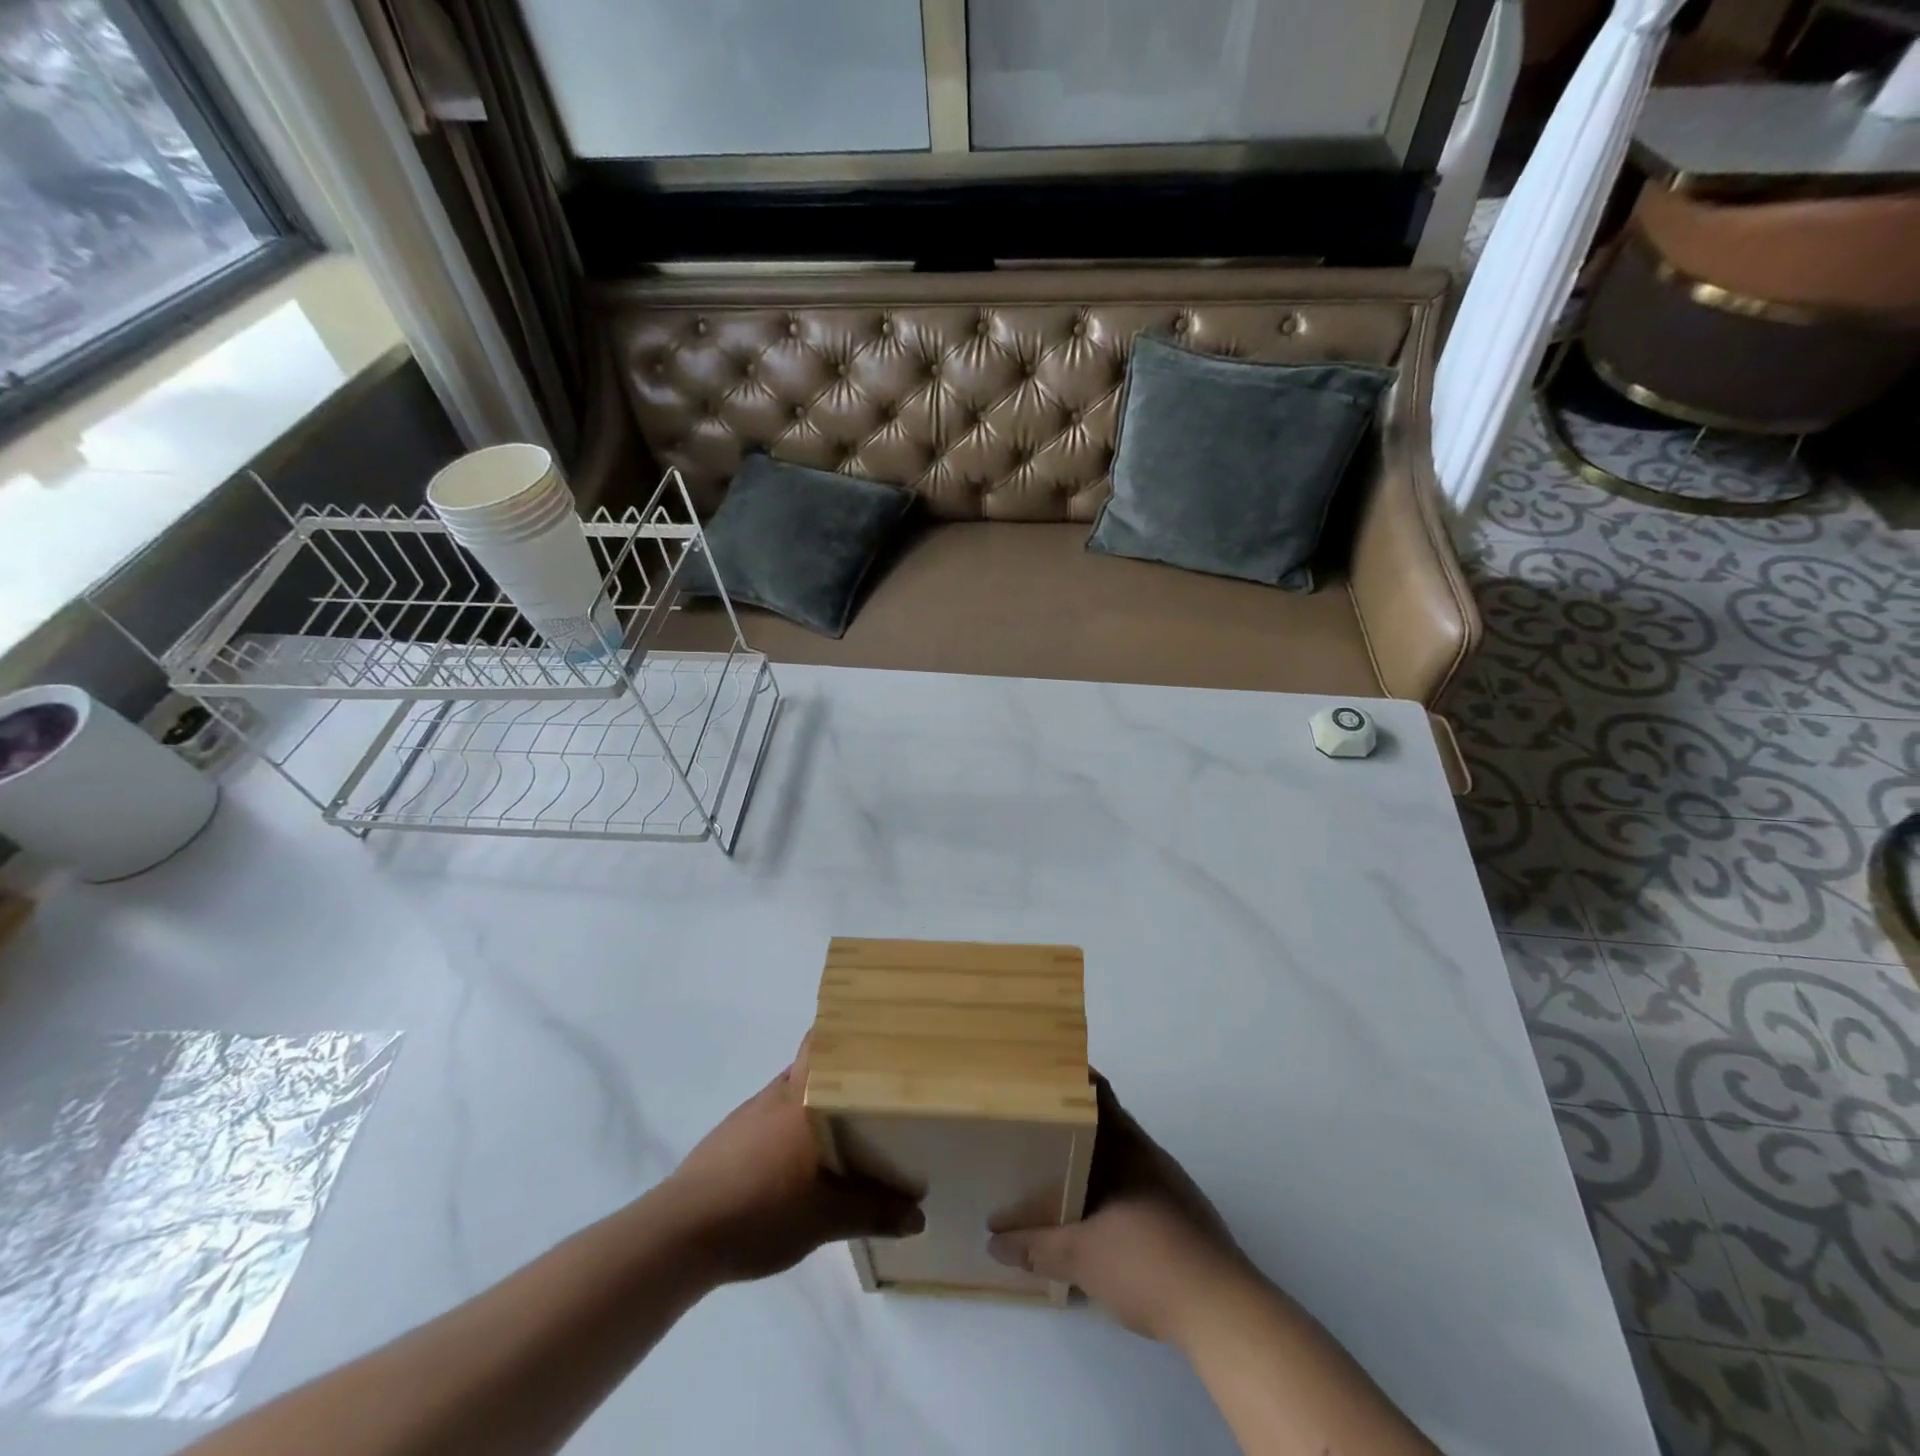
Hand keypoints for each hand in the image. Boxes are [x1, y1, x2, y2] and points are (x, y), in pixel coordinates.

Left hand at [662, 1039, 922, 1283]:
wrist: (680, 1235)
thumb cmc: (760, 1211)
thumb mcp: (825, 1219)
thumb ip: (873, 1212)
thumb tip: (919, 1216)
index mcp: (803, 1098)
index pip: (825, 1042)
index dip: (849, 1032)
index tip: (878, 1033)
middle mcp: (778, 1093)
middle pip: (812, 1065)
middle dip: (841, 1071)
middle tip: (875, 1086)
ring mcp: (749, 1113)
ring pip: (791, 1092)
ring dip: (815, 1101)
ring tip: (846, 1124)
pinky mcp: (729, 1137)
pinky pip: (770, 1116)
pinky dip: (790, 1126)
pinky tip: (799, 1159)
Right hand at [987, 1076, 1256, 1344]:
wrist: (1223, 1312)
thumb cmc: (1147, 1264)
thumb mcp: (1080, 1258)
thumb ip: (1035, 1246)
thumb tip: (995, 1240)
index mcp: (1126, 1147)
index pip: (1099, 1094)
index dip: (1072, 1078)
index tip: (1040, 1076)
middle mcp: (1149, 1155)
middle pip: (1107, 1123)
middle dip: (1072, 1123)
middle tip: (1034, 1127)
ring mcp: (1170, 1184)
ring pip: (1123, 1156)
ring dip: (1094, 1159)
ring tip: (1056, 1171)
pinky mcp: (1184, 1215)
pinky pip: (1138, 1185)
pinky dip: (1113, 1189)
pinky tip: (1098, 1218)